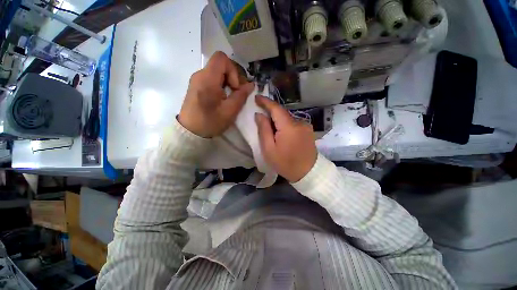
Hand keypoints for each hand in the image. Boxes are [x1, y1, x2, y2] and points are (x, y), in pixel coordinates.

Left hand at [178, 51, 253, 137]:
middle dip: (232, 77)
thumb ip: (241, 96)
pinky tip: (222, 98)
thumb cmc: (210, 122)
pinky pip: (212, 78)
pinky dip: (221, 85)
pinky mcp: (196, 85)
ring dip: (227, 82)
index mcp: (207, 79)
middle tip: (236, 94)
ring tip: (230, 97)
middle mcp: (200, 75)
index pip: (221, 58)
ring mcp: (197, 79)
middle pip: (220, 65)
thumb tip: (251, 84)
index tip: (234, 87)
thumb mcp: (229, 111)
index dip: (233, 70)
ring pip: (217, 72)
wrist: (190, 131)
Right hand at [255, 96, 317, 182]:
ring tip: (272, 132)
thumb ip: (263, 130)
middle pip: (281, 113)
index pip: (276, 108)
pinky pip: (293, 123)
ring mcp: (305, 126)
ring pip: (287, 118)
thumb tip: (259, 115)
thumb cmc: (286, 163)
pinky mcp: (308, 130)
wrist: (308, 173)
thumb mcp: (269, 149)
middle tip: (261, 118)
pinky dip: (285, 125)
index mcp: (289, 127)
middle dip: (270, 113)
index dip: (265, 101)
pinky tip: (282, 135)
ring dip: (278, 121)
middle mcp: (299, 122)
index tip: (257, 97)